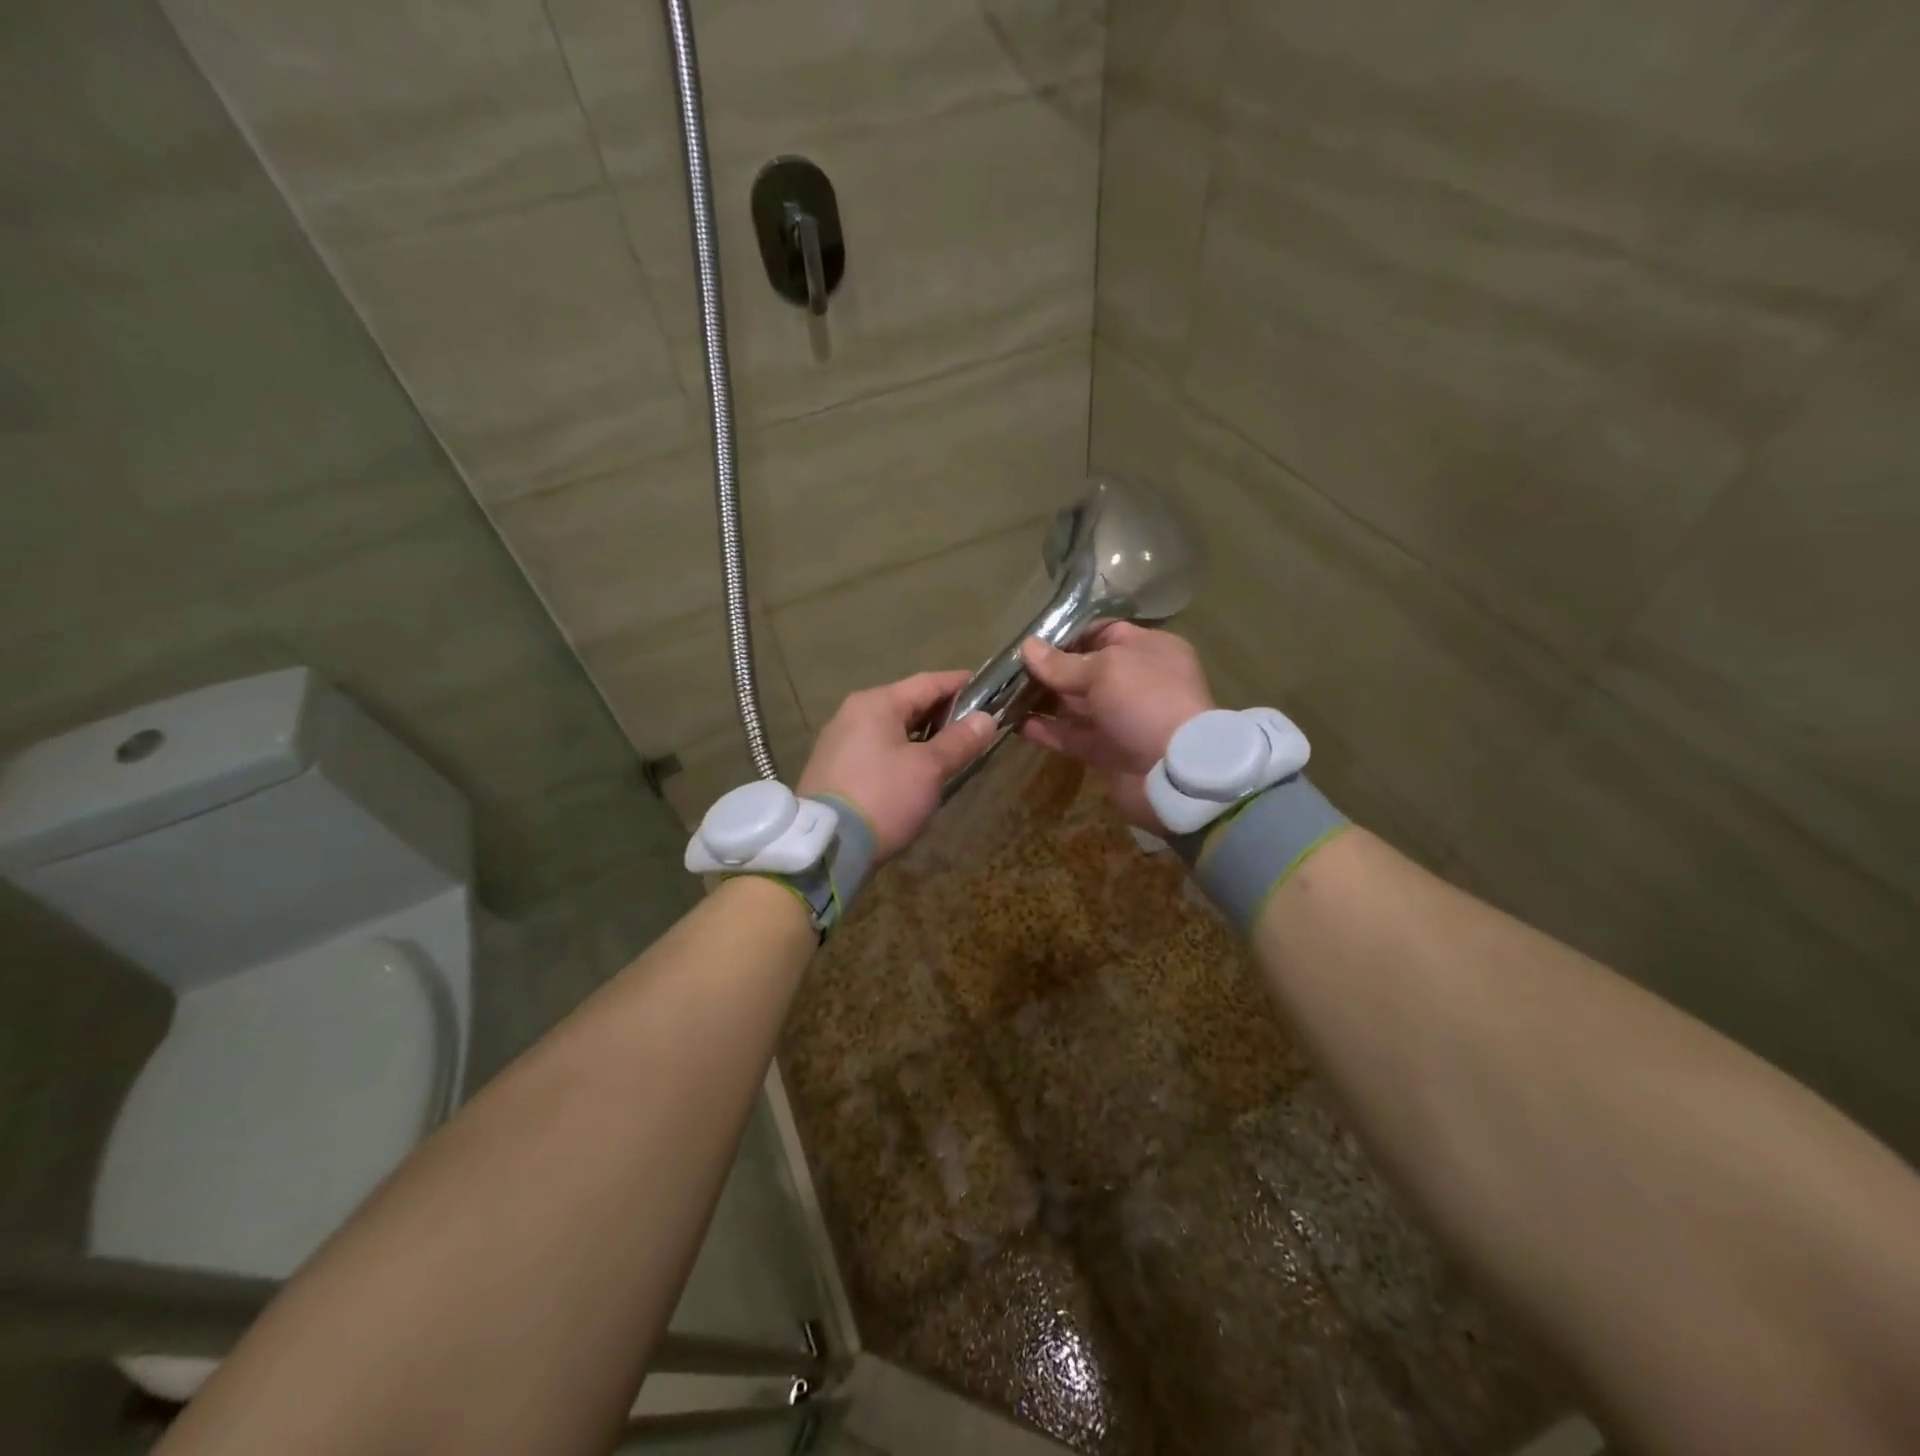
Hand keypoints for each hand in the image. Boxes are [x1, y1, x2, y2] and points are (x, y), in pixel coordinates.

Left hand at [797, 670, 996, 857]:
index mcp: (876, 703)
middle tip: (975, 726)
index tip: (988, 688)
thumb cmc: (883, 797)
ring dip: (922, 736)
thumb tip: (986, 719)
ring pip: (891, 729)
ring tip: (951, 751)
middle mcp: (852, 714)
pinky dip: (901, 753)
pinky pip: (876, 750)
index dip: (960, 684)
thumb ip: (959, 741)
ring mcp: (838, 742)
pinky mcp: (833, 770)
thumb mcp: (929, 769)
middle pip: (907, 704)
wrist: (827, 846)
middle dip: (942, 713)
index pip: (927, 682)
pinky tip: (917, 772)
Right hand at [1017, 623, 1215, 830]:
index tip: (1033, 641)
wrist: (1175, 772)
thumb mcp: (1105, 669)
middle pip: (1085, 670)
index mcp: (1148, 650)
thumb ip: (1062, 663)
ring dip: (1042, 700)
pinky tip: (1016, 724)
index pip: (1104, 633)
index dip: (1069, 635)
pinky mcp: (1107, 751)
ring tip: (1004, 694)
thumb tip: (1027, 647)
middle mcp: (1136, 682)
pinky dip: (1046, 730)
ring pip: (1075, 705)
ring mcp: (1121, 719)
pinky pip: (1071, 736)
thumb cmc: (1146, 701)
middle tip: (1008, 669)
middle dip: (1049, 669)